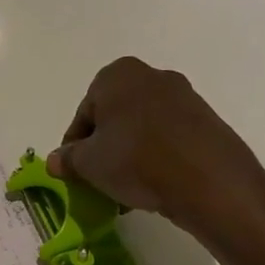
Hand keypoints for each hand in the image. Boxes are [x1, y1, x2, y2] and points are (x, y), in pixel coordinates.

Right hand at [49, 57, 264, 250]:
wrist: (207, 180)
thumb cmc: (136, 160)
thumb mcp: (88, 163)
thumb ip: (68, 159)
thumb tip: (56, 161)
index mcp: (116, 75)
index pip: (83, 113)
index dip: (75, 146)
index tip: (75, 172)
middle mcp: (151, 75)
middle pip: (114, 118)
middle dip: (104, 148)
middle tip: (99, 180)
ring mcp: (184, 96)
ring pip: (141, 129)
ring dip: (129, 155)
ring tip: (126, 189)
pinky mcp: (206, 120)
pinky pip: (168, 138)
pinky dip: (156, 157)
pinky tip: (153, 184)